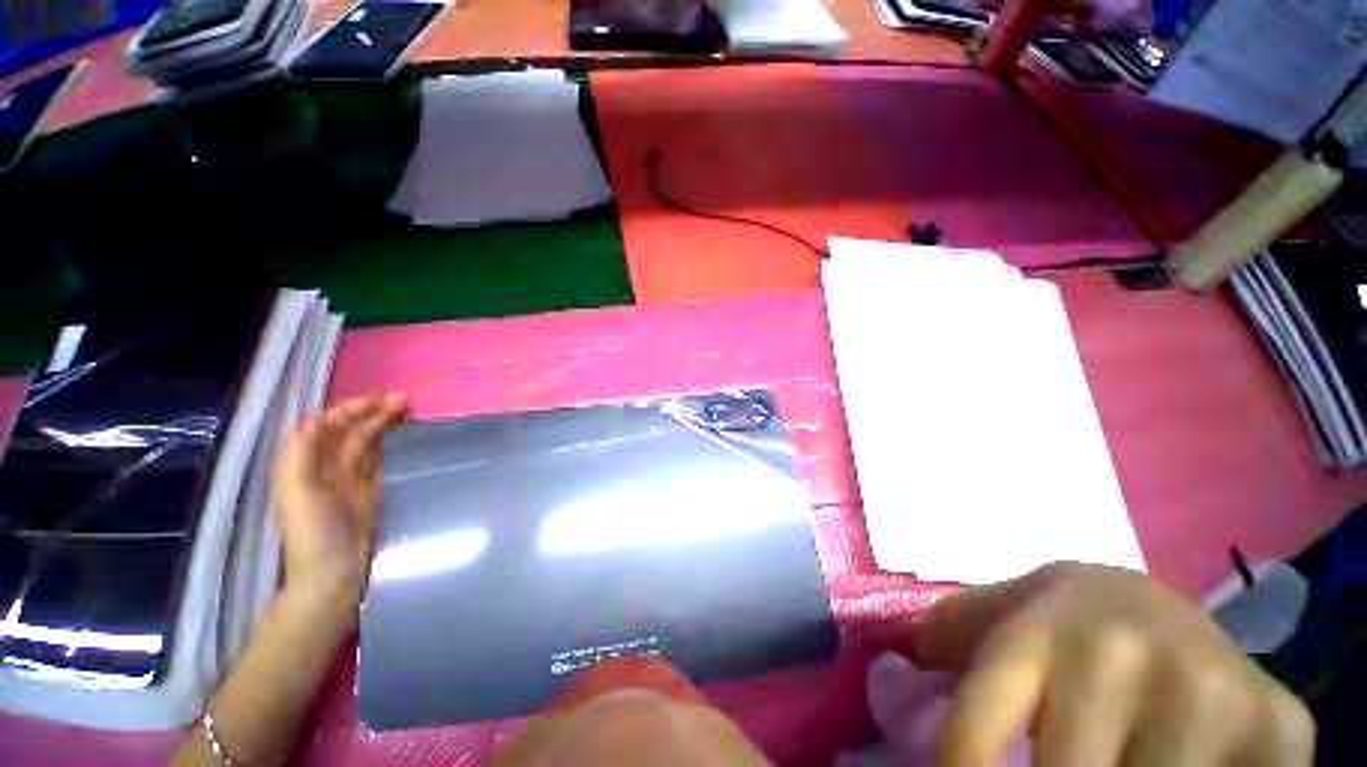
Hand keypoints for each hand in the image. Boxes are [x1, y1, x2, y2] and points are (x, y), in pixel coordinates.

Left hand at [275, 393, 407, 605]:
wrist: (334, 571)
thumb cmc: (313, 530)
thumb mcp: (297, 490)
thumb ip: (301, 452)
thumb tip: (319, 419)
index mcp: (305, 463)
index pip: (327, 425)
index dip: (350, 408)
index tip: (381, 400)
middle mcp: (327, 466)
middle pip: (349, 430)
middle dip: (373, 411)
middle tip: (405, 399)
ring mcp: (351, 478)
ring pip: (367, 441)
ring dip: (384, 423)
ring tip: (408, 409)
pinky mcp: (371, 489)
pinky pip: (380, 458)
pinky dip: (390, 442)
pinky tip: (403, 433)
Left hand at [911, 563, 1313, 765]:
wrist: (1150, 599)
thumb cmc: (1055, 622)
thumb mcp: (984, 620)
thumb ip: (937, 647)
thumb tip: (889, 681)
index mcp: (1030, 636)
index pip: (972, 741)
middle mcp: (1115, 659)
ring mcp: (1205, 692)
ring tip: (1102, 762)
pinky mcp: (1276, 726)